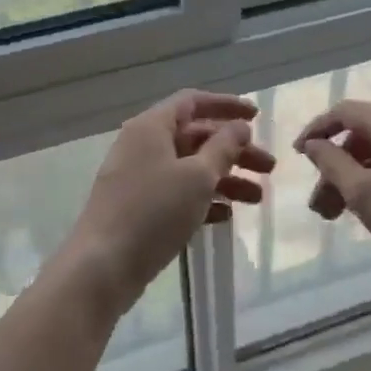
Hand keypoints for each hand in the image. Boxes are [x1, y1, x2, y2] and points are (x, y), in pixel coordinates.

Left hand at [65, 90, 274, 313]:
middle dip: (234, 151)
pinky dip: (203, 199)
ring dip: (225, 178)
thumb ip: (223, 148)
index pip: (193, 103)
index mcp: (151, 127)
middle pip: (196, 137)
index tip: (257, 116)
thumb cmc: (153, 212)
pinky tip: (226, 216)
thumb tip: (239, 127)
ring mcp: (138, 178)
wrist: (101, 268)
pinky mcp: (138, 208)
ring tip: (257, 199)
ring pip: (190, 168)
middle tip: (269, 169)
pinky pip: (177, 193)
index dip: (226, 106)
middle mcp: (143, 146)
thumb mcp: (197, 177)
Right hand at [295, 100, 370, 287]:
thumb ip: (331, 162)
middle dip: (336, 166)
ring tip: (336, 213)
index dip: (318, 129)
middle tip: (319, 202)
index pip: (346, 112)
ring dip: (355, 176)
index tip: (298, 153)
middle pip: (364, 134)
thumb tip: (313, 144)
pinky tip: (368, 204)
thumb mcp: (362, 192)